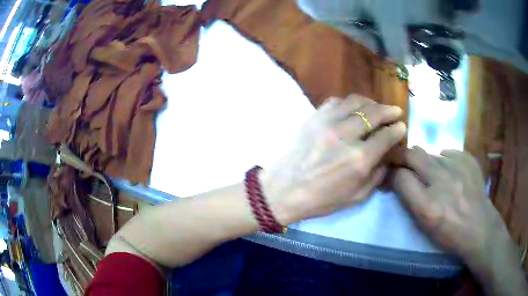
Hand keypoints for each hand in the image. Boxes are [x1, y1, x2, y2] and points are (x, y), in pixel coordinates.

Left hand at [263, 95, 406, 223]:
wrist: (283, 191)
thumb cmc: (321, 200)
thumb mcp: (356, 197)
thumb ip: (377, 175)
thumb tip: (387, 155)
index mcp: (359, 159)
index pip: (386, 136)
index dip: (397, 129)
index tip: (401, 126)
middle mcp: (346, 135)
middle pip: (374, 113)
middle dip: (389, 110)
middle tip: (395, 110)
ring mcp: (327, 123)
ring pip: (355, 101)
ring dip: (371, 102)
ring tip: (376, 107)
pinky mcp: (313, 118)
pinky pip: (335, 101)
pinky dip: (348, 102)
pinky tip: (353, 108)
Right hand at [390, 148, 510, 263]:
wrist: (480, 228)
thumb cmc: (450, 233)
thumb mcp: (425, 225)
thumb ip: (410, 200)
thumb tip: (401, 176)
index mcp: (428, 206)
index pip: (400, 177)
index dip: (395, 175)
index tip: (395, 177)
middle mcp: (442, 181)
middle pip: (413, 154)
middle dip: (406, 158)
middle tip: (408, 166)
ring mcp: (457, 166)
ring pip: (431, 153)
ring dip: (428, 163)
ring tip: (436, 177)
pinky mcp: (468, 159)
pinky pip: (448, 152)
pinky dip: (445, 161)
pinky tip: (451, 173)